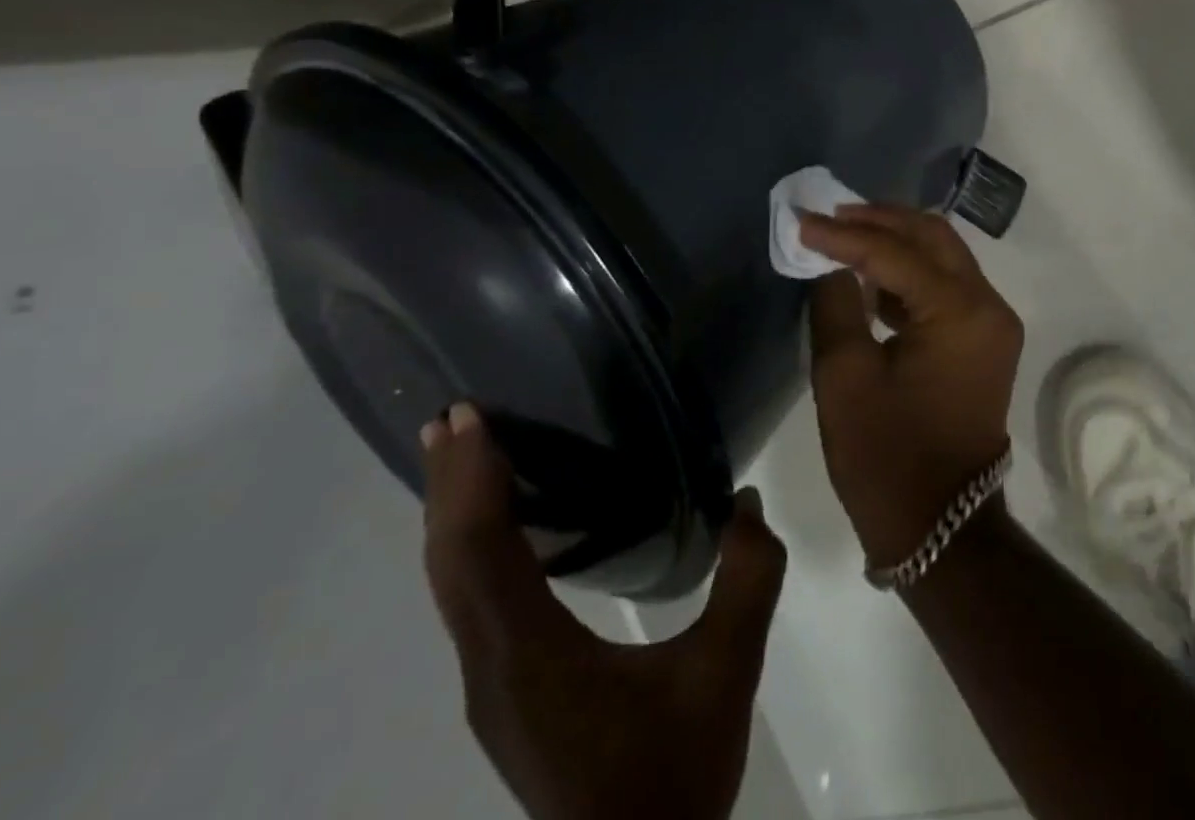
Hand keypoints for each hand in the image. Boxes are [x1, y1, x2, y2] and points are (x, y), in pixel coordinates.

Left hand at [420, 404, 786, 819]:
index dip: (469, 482)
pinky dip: (472, 547)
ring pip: (453, 586)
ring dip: (454, 515)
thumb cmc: (672, 776)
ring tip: (465, 455)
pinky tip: (503, 525)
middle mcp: (491, 667)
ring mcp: (492, 684)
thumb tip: (746, 502)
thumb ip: (746, 579)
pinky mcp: (506, 691)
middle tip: (452, 418)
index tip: (466, 419)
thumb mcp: (726, 671)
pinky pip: (472, 601)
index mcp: (531, 656)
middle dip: (448, 486)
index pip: (480, 554)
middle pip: (450, 564)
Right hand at [799, 205, 1022, 568]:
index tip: (801, 220)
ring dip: (895, 241)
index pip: (896, 253)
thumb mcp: (845, 377)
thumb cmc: (887, 458)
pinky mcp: (984, 340)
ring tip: (844, 234)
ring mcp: (992, 323)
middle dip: (880, 220)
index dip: (844, 234)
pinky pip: (947, 286)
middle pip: (933, 238)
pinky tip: (870, 277)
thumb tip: (830, 263)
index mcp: (960, 311)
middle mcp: (988, 305)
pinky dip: (910, 273)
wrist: (942, 529)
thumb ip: (836, 304)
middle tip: (830, 214)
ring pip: (943, 257)